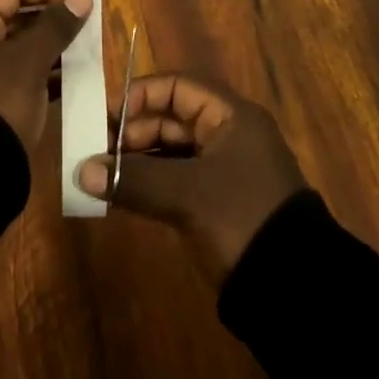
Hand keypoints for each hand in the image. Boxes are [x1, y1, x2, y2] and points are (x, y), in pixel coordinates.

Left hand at [0, 0, 93, 152]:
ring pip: (16, 45)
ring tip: (82, 50)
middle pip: (12, 14)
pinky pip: (14, 71)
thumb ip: (56, 26)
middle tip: (83, 24)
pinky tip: (70, 78)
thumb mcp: (29, 62)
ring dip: (48, 45)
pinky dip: (40, 70)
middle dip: (49, 17)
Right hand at [76, 74, 305, 279]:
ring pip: (171, 151)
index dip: (139, 96)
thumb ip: (134, 179)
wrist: (297, 291)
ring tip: (100, 175)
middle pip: (171, 119)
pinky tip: (121, 195)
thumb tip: (82, 171)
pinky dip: (150, 184)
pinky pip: (176, 179)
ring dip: (137, 161)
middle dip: (131, 133)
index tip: (105, 117)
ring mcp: (224, 170)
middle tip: (95, 152)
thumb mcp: (187, 195)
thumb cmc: (242, 218)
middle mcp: (228, 134)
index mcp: (230, 116)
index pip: (176, 87)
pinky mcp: (218, 202)